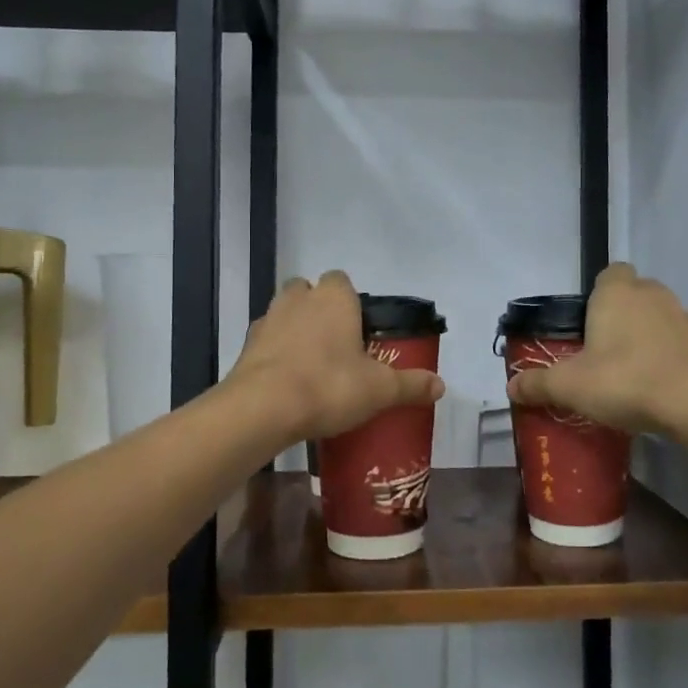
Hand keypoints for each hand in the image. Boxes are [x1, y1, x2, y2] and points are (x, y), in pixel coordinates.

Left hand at [228, 270, 444, 441]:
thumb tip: (441, 386)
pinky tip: (287, 382)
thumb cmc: (329, 385)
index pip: (342, 279)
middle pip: (308, 291)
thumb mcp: (380, 389)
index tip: (359, 329)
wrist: (263, 408)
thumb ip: (411, 385)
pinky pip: (266, 341)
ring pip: (284, 313)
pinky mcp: (246, 346)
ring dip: (295, 329)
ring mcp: (268, 320)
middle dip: (319, 309)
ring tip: (311, 365)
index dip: (350, 300)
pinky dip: (275, 354)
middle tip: (336, 344)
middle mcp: (299, 299)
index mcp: (334, 298)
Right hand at [506, 263, 687, 435]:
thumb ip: (538, 384)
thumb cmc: (625, 380)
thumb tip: (511, 388)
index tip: (588, 324)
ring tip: (634, 373)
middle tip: (604, 351)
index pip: (609, 273)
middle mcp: (653, 294)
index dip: (599, 294)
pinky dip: (672, 357)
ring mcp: (685, 317)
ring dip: (649, 336)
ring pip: (660, 318)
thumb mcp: (569, 386)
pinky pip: (682, 343)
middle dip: (622, 316)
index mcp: (617, 293)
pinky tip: (661, 387)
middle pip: (634, 294)